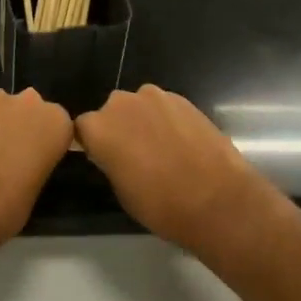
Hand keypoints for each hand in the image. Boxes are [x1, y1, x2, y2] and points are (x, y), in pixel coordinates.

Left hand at [0, 89, 71, 271]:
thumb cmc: (2, 211)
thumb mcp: (34, 190)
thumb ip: (36, 162)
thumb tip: (25, 159)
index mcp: (54, 124)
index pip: (59, 124)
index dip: (46, 142)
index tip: (36, 161)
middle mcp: (27, 103)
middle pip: (30, 109)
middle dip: (23, 126)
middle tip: (9, 157)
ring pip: (1, 108)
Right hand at [74, 86, 269, 254]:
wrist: (217, 199)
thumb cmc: (161, 204)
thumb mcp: (121, 190)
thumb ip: (110, 160)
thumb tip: (114, 152)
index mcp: (99, 127)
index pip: (82, 127)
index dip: (93, 143)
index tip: (104, 159)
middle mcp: (121, 103)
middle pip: (111, 111)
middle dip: (119, 127)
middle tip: (134, 155)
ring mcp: (154, 96)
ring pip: (139, 105)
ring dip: (144, 121)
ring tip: (162, 148)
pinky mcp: (182, 98)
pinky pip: (164, 106)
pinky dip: (167, 119)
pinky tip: (182, 143)